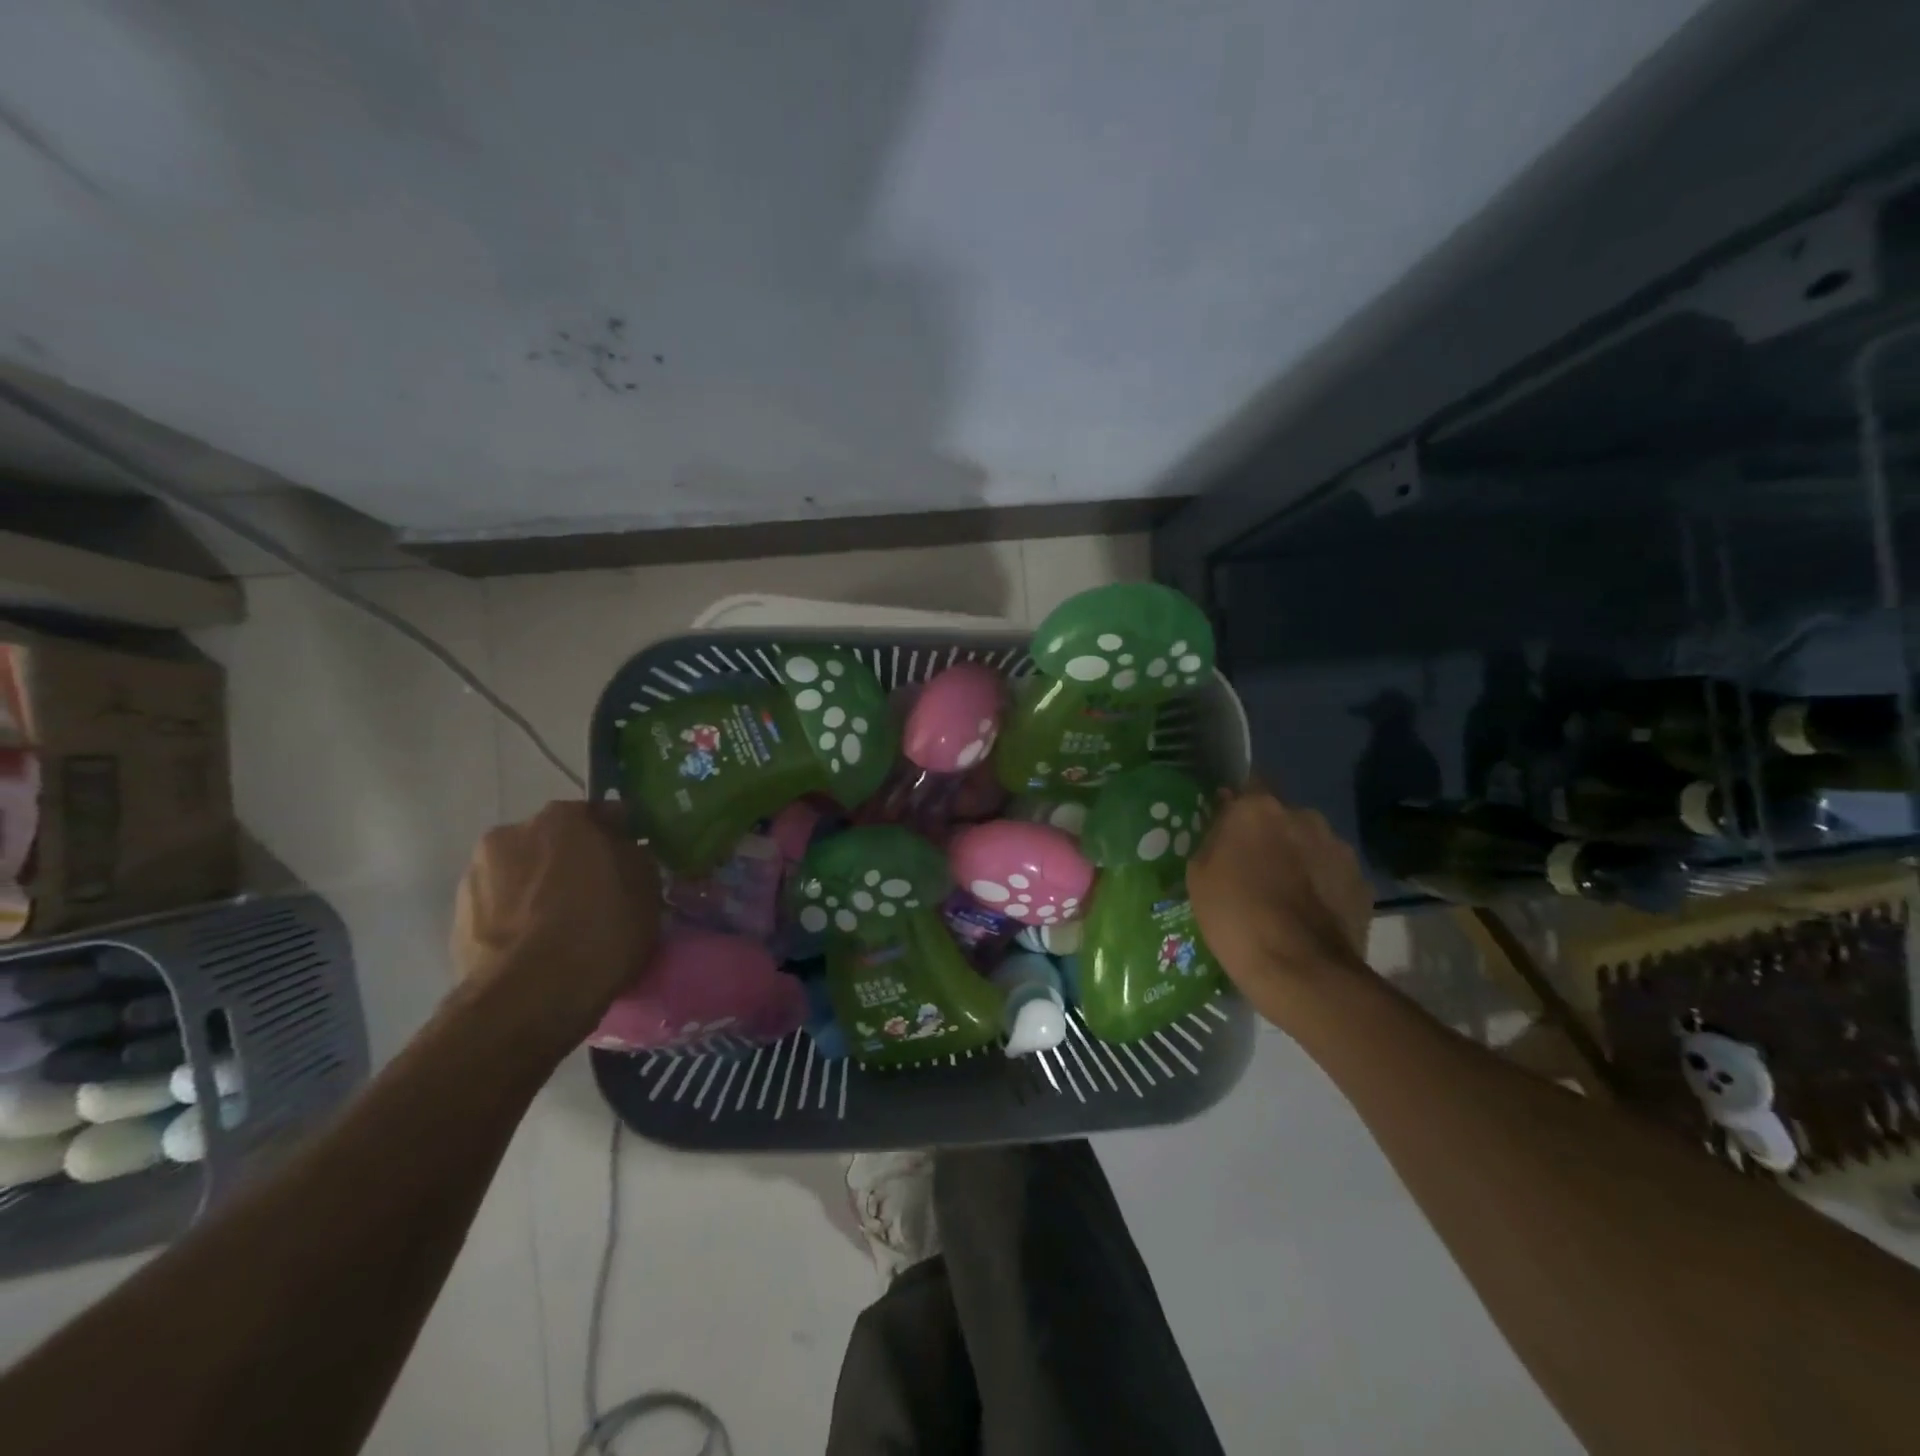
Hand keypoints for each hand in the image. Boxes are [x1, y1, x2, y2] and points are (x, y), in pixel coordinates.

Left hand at [451, 801, 662, 1038]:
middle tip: (597, 896)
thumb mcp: (646, 887)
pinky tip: (537, 949)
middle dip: (573, 863)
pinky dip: (518, 921)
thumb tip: (625, 851)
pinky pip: (501, 911)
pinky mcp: (457, 922)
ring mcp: (476, 877)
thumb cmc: (600, 929)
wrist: (531, 996)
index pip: (600, 814)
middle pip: (553, 843)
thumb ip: (635, 856)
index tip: (631, 863)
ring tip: (563, 929)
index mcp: (561, 817)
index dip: (619, 838)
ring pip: (522, 876)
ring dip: (539, 891)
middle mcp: (511, 834)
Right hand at [1187, 783, 1372, 1028]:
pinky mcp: (1362, 882)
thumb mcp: (1199, 874)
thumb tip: (1225, 822)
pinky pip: (1333, 875)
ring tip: (1284, 896)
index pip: (1248, 783)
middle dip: (1270, 835)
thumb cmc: (1235, 916)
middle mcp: (1304, 816)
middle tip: (1253, 867)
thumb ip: (1213, 838)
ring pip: (1310, 844)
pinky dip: (1322, 887)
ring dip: (1299, 859)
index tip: (1227, 827)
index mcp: (1258, 809)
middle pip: (1281, 817)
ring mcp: (1338, 848)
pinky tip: (1308, 915)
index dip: (1237, 805)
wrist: (1302, 970)